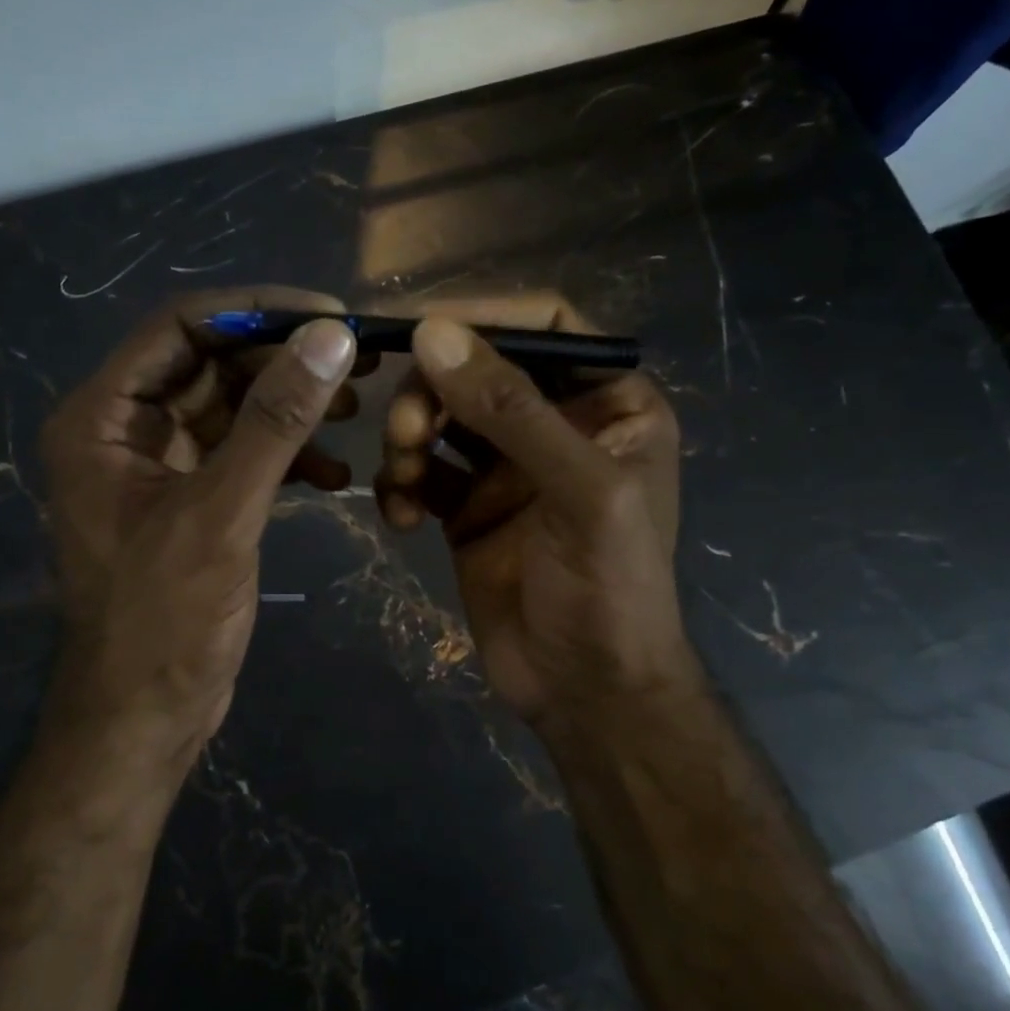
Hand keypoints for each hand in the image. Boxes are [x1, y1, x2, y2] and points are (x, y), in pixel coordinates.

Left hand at [39, 288, 360, 770]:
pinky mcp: (191, 499)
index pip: (179, 328)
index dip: (255, 312)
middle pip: (210, 364)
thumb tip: (331, 337)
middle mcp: (124, 430)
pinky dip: (286, 457)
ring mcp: (159, 466)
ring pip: (232, 408)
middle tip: (357, 363)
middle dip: (283, 362)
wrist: (143, 718)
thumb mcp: (221, 513)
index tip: (329, 315)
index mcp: (103, 418)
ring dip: (291, 408)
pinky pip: (241, 454)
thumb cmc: (164, 620)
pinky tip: (334, 478)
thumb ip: (274, 422)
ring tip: (355, 414)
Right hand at [375, 302, 698, 737]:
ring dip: (409, 437)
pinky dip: (402, 485)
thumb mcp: (579, 491)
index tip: (421, 330)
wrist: (586, 692)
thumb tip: (433, 333)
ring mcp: (508, 467)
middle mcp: (557, 424)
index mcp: (609, 403)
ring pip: (442, 417)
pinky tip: (400, 517)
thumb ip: (512, 410)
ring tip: (403, 479)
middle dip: (433, 391)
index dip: (484, 318)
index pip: (546, 326)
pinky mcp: (467, 507)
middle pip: (478, 369)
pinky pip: (422, 472)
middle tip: (405, 430)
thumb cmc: (609, 589)